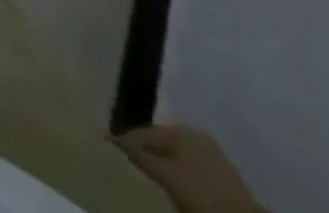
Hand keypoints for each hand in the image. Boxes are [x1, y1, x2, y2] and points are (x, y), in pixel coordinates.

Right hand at [113, 127, 264, 212]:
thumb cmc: (205, 197)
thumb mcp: (168, 177)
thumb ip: (139, 155)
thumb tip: (105, 131)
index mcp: (184, 131)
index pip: (146, 131)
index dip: (126, 138)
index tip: (107, 143)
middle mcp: (197, 136)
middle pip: (162, 141)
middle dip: (144, 150)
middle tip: (124, 160)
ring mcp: (213, 158)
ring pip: (177, 157)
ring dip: (160, 164)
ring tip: (144, 175)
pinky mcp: (223, 181)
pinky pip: (190, 171)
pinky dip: (176, 175)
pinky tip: (170, 186)